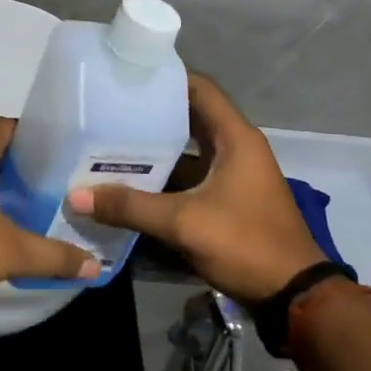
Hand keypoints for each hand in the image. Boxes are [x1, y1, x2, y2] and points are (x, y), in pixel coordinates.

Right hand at [66, 74, 321, 305]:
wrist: (294, 296)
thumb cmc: (245, 243)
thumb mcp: (184, 223)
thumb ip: (131, 207)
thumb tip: (76, 196)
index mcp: (236, 138)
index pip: (200, 89)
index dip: (168, 77)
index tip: (129, 74)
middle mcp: (237, 148)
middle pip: (191, 118)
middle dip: (152, 115)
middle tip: (110, 110)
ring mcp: (234, 175)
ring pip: (189, 151)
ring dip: (157, 149)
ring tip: (111, 143)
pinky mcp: (229, 199)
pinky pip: (192, 176)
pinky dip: (166, 176)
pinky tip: (132, 183)